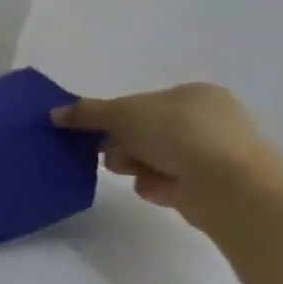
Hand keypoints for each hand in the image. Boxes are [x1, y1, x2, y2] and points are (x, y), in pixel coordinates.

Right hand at [52, 83, 280, 221]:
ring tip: (138, 173)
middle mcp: (210, 120)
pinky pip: (167, 181)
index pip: (140, 102)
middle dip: (122, 144)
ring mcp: (215, 153)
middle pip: (142, 131)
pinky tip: (159, 189)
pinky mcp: (213, 185)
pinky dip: (155, 185)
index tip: (95, 130)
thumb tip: (54, 114)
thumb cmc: (176, 134)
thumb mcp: (119, 113)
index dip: (113, 116)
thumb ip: (85, 112)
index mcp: (195, 94)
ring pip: (150, 157)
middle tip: (114, 152)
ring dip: (134, 165)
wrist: (227, 185)